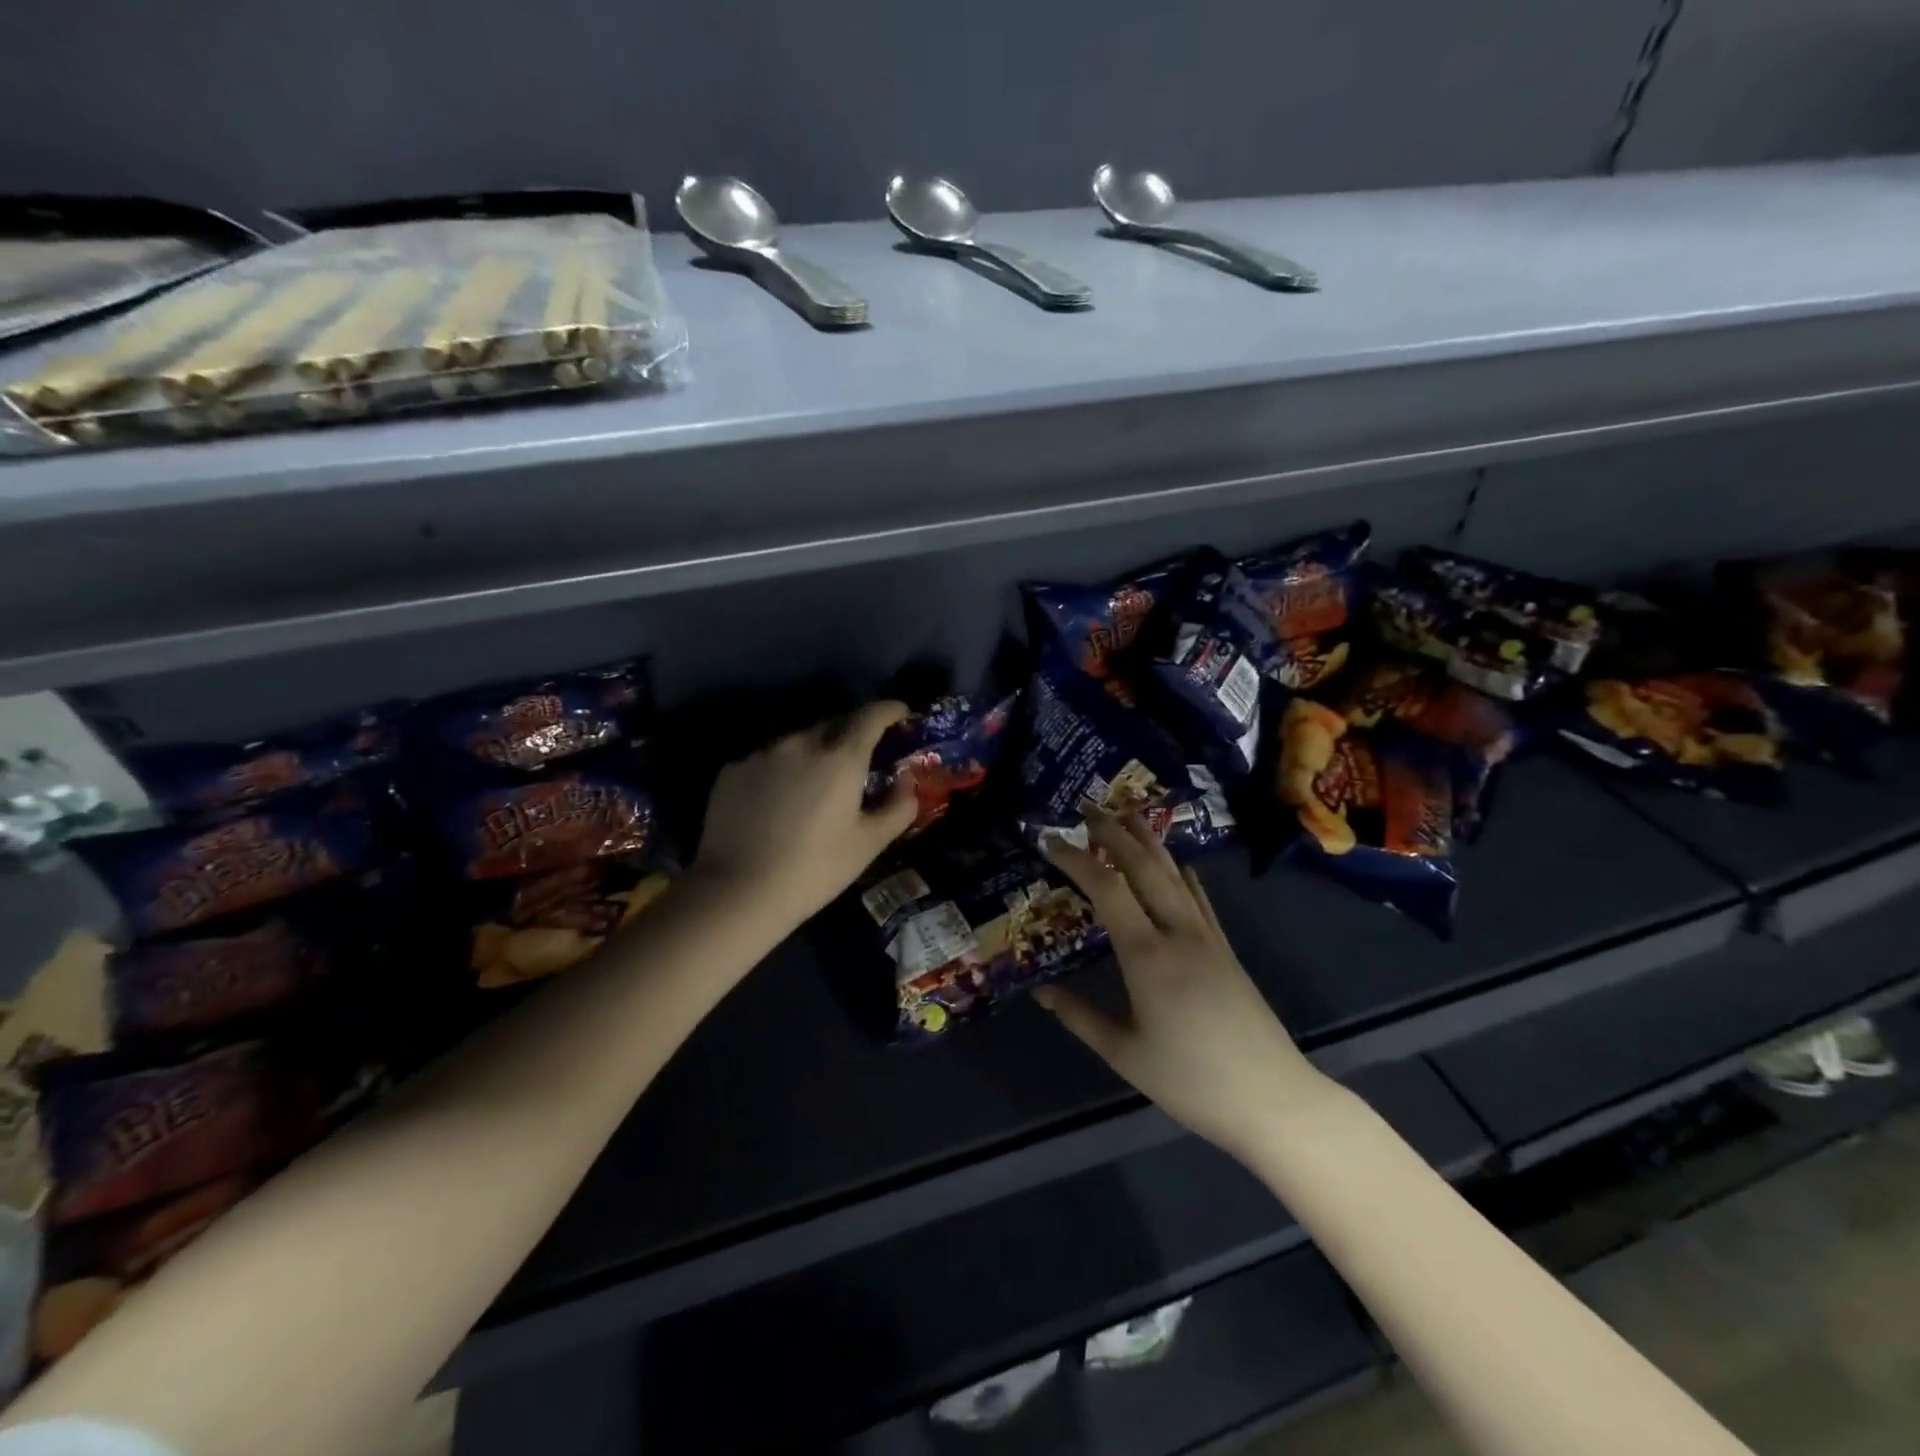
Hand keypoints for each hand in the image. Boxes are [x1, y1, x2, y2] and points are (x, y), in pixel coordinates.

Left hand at [691, 700, 919, 932]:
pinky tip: (777, 802)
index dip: (890, 710)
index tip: (901, 714)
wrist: (737, 892)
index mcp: (841, 757)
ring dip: (814, 753)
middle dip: (853, 734)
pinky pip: (768, 760)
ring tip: (814, 785)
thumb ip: (898, 807)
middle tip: (860, 760)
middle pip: (834, 724)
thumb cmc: (814, 869)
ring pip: (798, 742)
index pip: (871, 715)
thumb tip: (906, 782)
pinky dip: (781, 770)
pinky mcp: (732, 770)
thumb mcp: (869, 844)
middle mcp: (801, 743)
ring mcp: (762, 754)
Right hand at [1037, 812, 1334, 1160]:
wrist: (1273, 1098)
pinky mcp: (1226, 949)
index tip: (1049, 841)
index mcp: (1147, 955)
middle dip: (1113, 832)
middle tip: (1087, 807)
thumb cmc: (1191, 1081)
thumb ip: (1080, 1018)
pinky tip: (1179, 862)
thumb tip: (1041, 992)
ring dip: (1148, 841)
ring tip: (1128, 813)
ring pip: (1174, 874)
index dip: (1076, 860)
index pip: (1106, 889)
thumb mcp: (1125, 1054)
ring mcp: (1207, 937)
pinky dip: (1183, 873)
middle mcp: (1177, 932)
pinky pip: (1200, 898)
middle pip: (1143, 867)